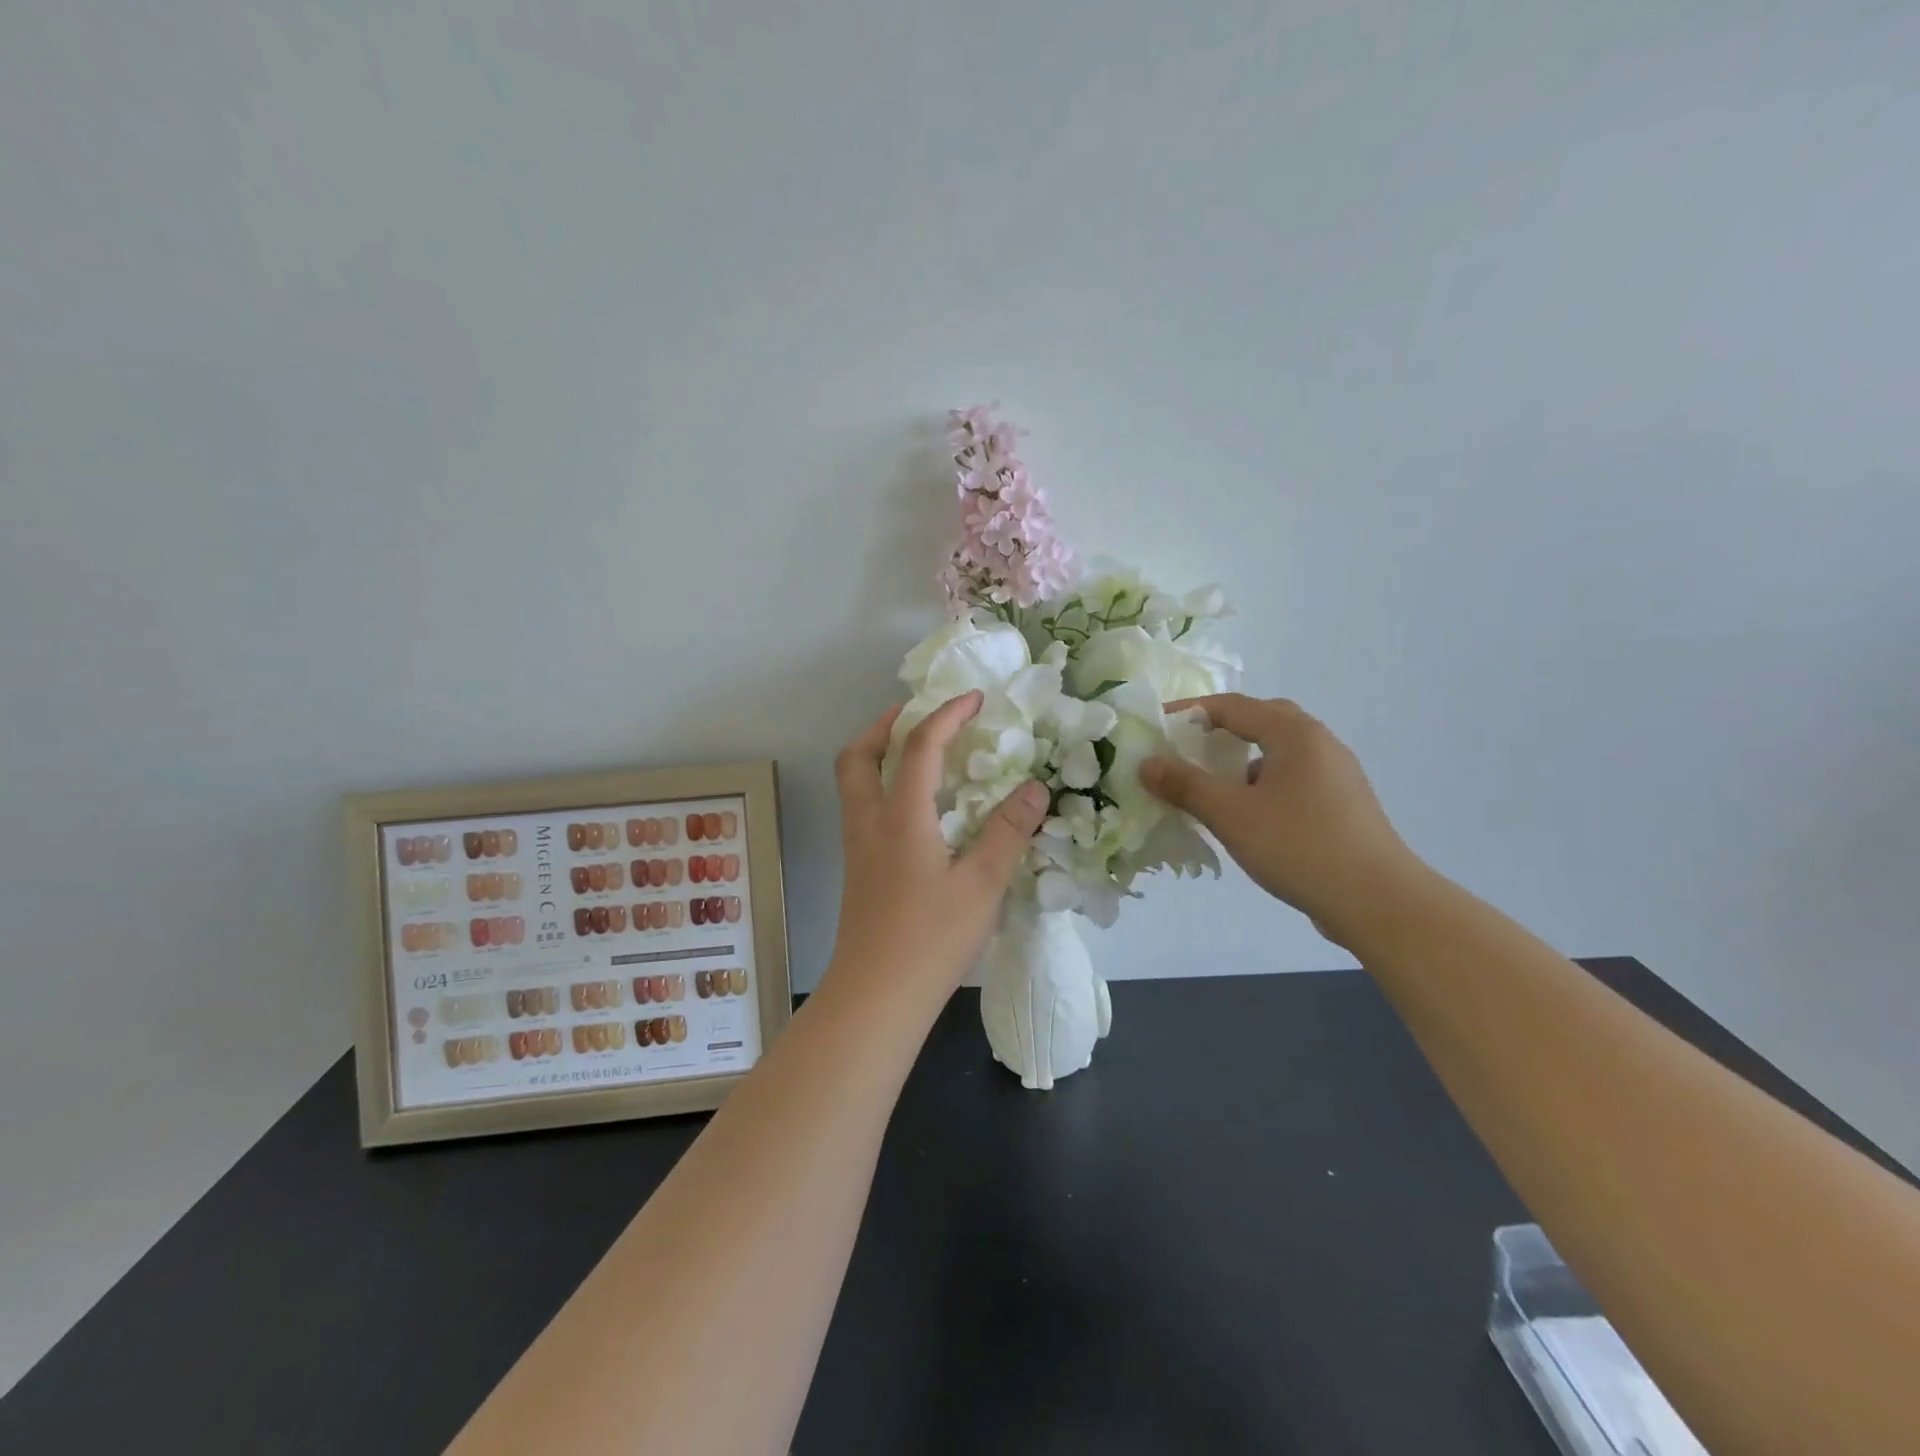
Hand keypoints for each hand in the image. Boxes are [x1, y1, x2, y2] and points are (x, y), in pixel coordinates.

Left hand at [823, 691, 1049, 1012]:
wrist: (876, 996)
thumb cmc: (931, 938)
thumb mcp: (982, 885)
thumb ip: (1009, 833)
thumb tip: (1035, 790)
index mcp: (900, 817)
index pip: (920, 747)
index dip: (947, 715)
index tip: (975, 699)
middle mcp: (869, 823)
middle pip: (859, 755)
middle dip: (887, 725)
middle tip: (919, 715)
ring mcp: (858, 848)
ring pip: (854, 782)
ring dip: (879, 754)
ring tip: (919, 755)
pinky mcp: (859, 871)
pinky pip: (863, 808)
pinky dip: (883, 787)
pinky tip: (917, 809)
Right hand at [1140, 694, 1416, 946]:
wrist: (1377, 900)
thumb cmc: (1299, 845)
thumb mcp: (1231, 814)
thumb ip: (1185, 785)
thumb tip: (1147, 763)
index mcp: (1294, 733)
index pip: (1233, 706)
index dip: (1190, 712)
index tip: (1157, 728)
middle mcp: (1320, 743)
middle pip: (1262, 721)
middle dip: (1221, 730)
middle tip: (1188, 749)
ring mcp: (1337, 774)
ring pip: (1279, 753)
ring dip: (1242, 761)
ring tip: (1212, 786)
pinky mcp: (1343, 804)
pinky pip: (1293, 779)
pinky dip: (1263, 785)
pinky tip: (1249, 816)